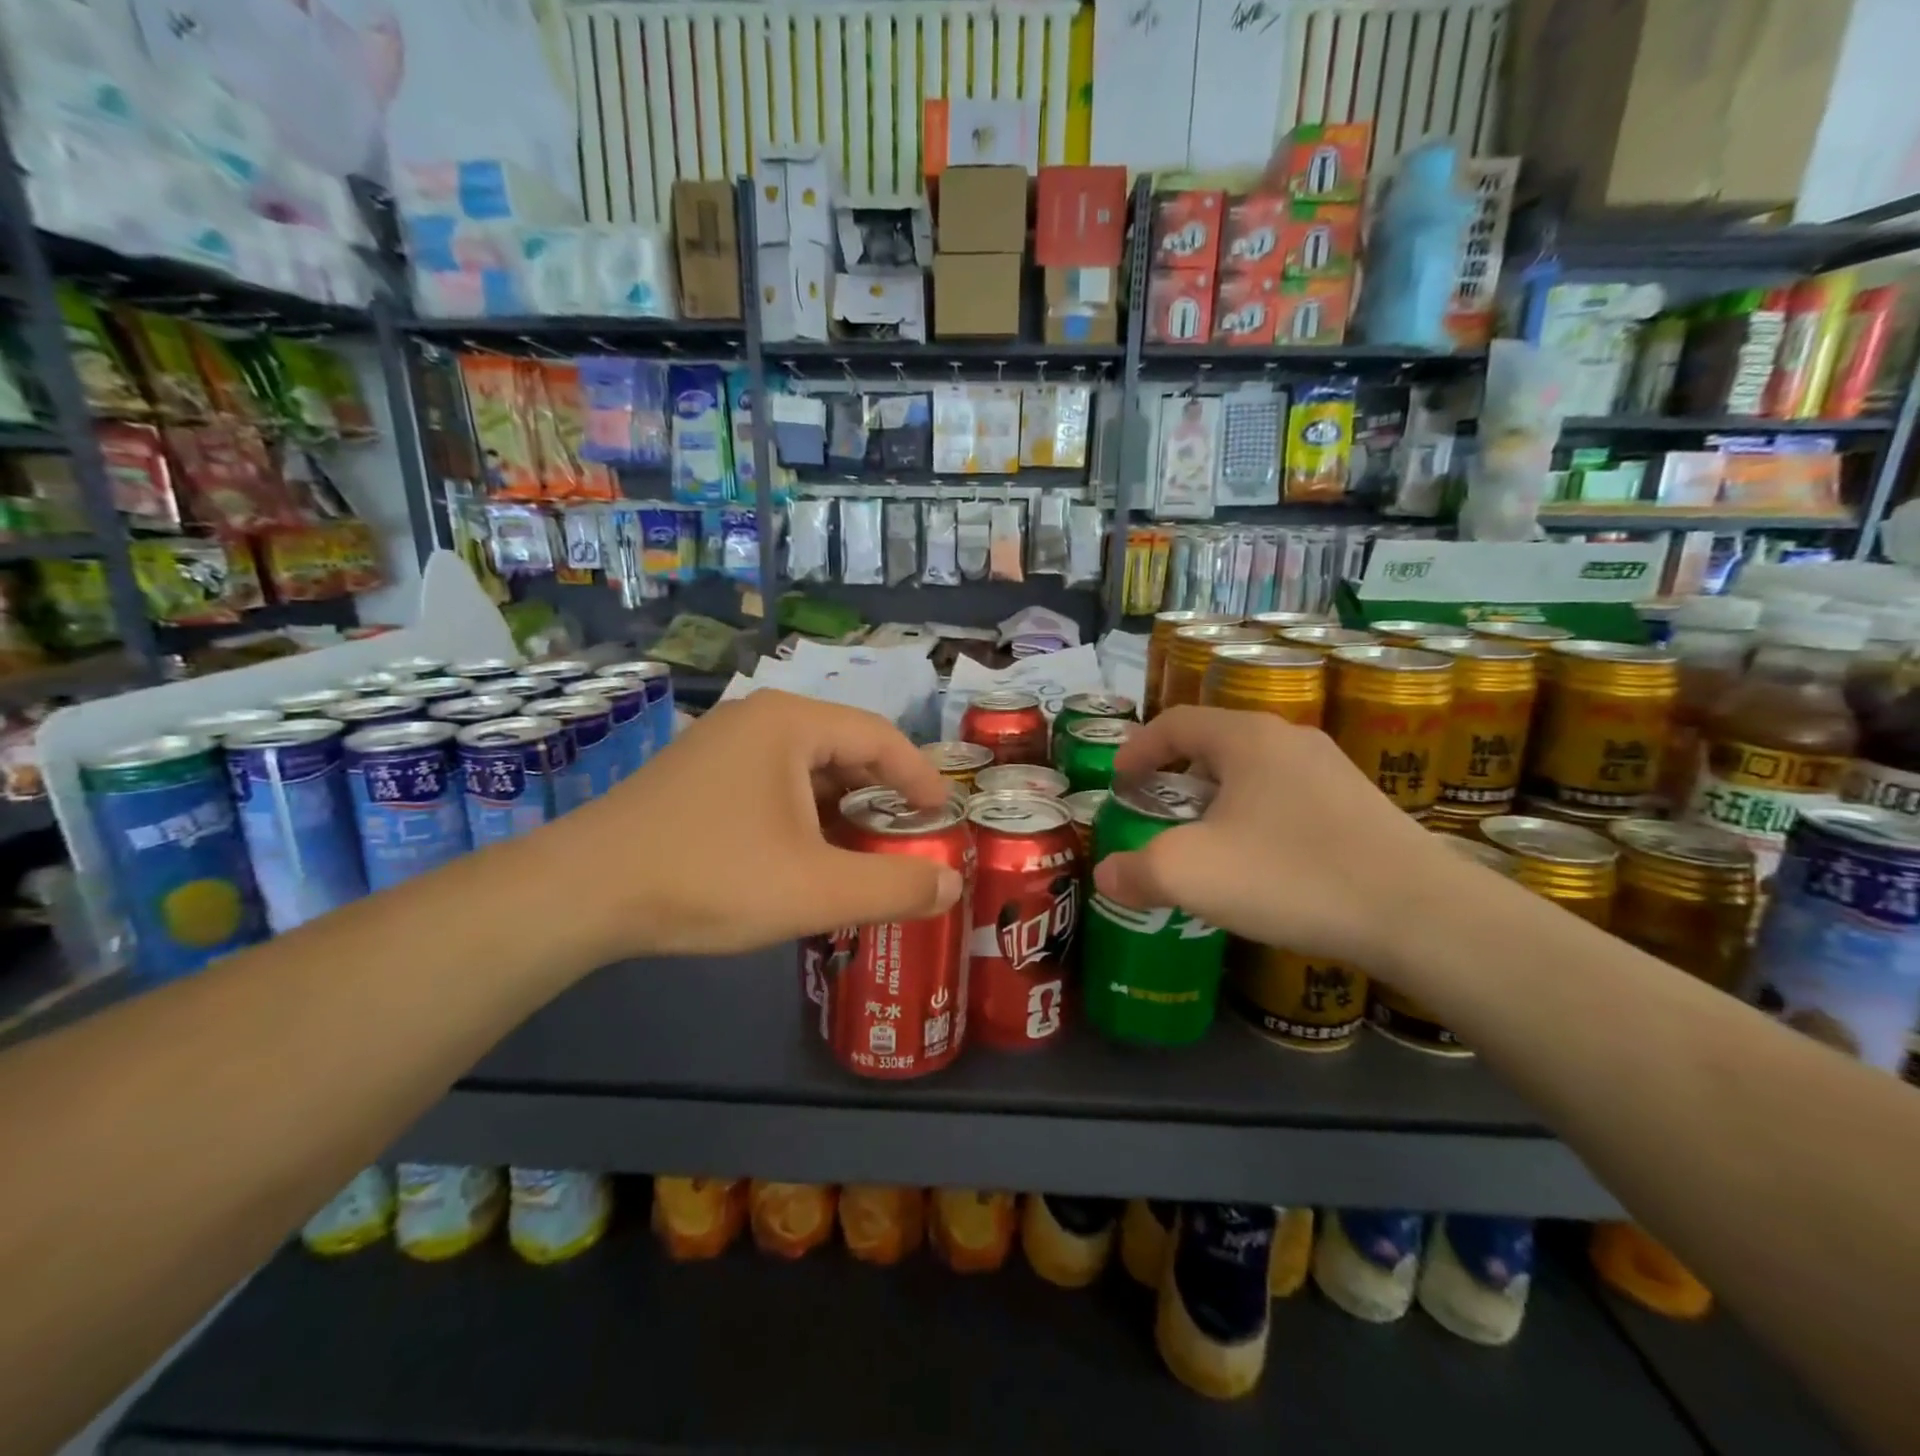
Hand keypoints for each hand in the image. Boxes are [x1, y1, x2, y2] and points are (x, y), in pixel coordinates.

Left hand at [554, 691, 962, 957]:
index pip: (880, 737)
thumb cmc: (710, 877)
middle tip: (908, 835)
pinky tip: (804, 854)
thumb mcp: (817, 890)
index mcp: (791, 723)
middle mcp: (757, 719)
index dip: (920, 776)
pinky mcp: (696, 775)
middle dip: (881, 793)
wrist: (582, 893)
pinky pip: (770, 782)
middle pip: (843, 747)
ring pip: (804, 768)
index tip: (943, 815)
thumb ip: (894, 887)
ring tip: (863, 849)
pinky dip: (802, 813)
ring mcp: (720, 744)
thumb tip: (952, 886)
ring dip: (841, 806)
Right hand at [1092, 707, 1469, 970]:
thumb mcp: (1190, 874)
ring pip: (1255, 772)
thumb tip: (1108, 875)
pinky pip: (1289, 798)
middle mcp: (1290, 739)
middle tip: (1156, 809)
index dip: (1138, 747)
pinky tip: (1261, 862)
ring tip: (1205, 839)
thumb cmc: (1289, 875)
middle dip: (1176, 774)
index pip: (1175, 721)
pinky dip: (1257, 817)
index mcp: (1246, 737)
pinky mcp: (1361, 806)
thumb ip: (1135, 871)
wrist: (1418, 914)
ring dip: (1218, 797)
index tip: (1118, 781)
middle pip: (1215, 743)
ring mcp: (1333, 771)